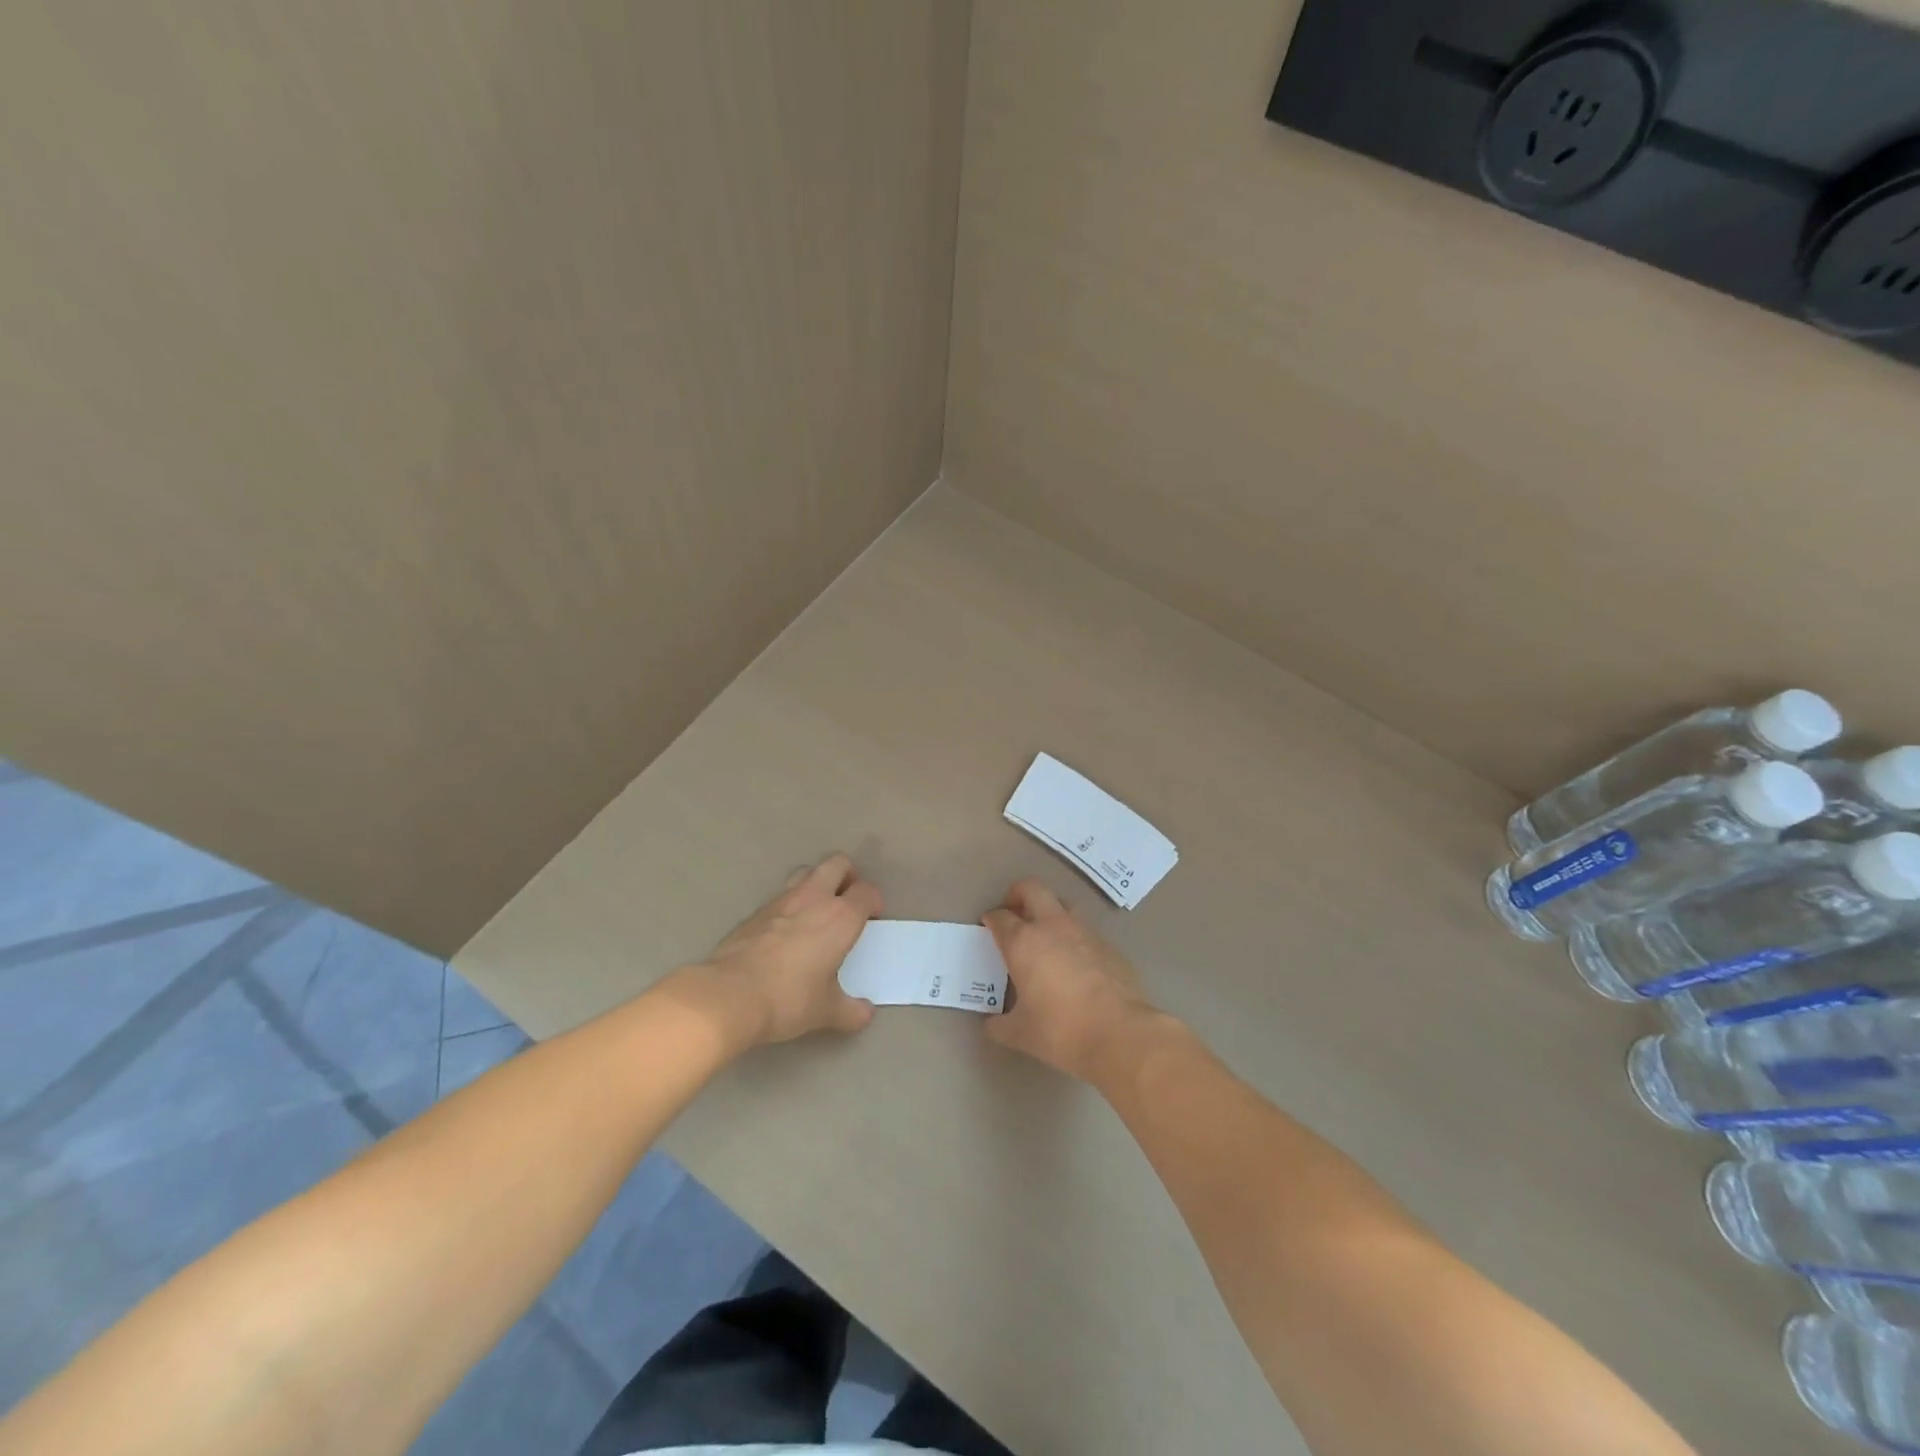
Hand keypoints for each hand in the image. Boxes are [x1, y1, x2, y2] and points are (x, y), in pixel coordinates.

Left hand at [688, 853, 881, 1045]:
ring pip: (806, 872)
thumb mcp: (826, 1011)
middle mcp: (813, 899)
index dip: (873, 900)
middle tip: (848, 900)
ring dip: (817, 882)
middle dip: (848, 875)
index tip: (873, 917)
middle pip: (837, 864)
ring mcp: (781, 900)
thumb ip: (850, 1011)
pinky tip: (786, 930)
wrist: (729, 995)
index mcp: (840, 917)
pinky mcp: (755, 911)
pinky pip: (781, 895)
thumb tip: (865, 1014)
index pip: (866, 891)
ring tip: (818, 910)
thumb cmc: (788, 999)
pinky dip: (790, 903)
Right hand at [981, 879, 1162, 1082]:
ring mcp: (1085, 932)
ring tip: (1045, 937)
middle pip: (1032, 889)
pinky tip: (1075, 964)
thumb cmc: (1061, 1031)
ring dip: (1049, 912)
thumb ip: (1000, 1025)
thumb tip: (992, 1024)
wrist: (1121, 1034)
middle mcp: (1053, 927)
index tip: (988, 926)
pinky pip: (1086, 931)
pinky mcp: (1109, 945)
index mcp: (1024, 942)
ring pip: (1063, 905)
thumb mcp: (1021, 1033)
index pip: (1001, 917)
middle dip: (1018, 894)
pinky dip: (1074, 938)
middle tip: (1013, 913)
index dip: (991, 919)